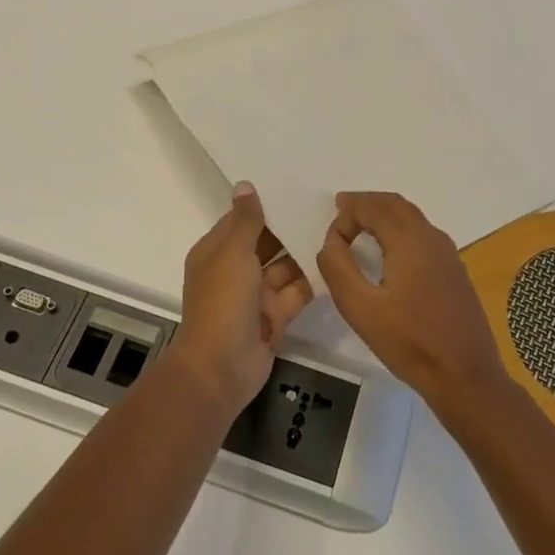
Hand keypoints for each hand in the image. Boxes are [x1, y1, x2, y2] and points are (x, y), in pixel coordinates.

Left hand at [168, 182, 312, 412]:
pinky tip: (335, 262)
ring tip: (337, 230)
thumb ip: (245, 220)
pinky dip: (311, 281)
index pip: (241, 222)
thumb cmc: (222, 302)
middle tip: (325, 207)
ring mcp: (255, 296)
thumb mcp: (233, 253)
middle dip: (290, 228)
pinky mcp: (274, 317)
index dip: (265, 207)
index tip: (294, 188)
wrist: (220, 368)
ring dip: (304, 253)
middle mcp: (235, 271)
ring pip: (284, 268)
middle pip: (266, 243)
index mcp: (216, 253)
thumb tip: (245, 185)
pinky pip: (295, 292)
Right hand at [316, 191, 506, 406]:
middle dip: (367, 203)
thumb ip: (338, 268)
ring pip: (413, 218)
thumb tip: (331, 241)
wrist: (466, 376)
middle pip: (396, 205)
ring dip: (385, 214)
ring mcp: (448, 254)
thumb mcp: (360, 308)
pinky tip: (391, 251)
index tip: (331, 236)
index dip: (348, 212)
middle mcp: (432, 237)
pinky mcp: (455, 271)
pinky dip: (401, 229)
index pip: (374, 207)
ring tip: (362, 224)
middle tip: (342, 208)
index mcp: (410, 240)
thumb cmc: (409, 343)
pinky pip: (423, 234)